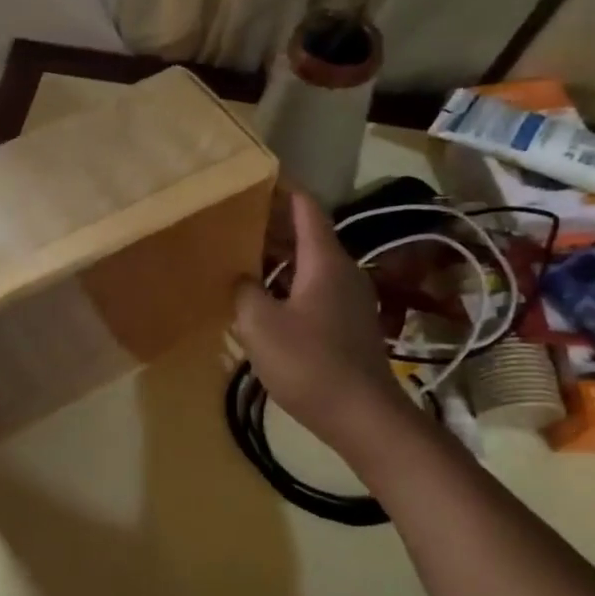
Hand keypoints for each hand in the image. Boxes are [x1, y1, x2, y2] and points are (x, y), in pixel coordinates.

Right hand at [233, 192, 406, 443]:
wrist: (363, 416)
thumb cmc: (310, 364)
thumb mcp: (260, 325)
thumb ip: (244, 291)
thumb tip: (241, 279)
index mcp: (325, 262)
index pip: (305, 208)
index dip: (281, 190)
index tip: (253, 179)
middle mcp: (341, 272)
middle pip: (306, 235)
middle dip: (270, 225)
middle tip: (232, 221)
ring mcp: (347, 300)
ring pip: (308, 265)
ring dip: (276, 258)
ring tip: (238, 257)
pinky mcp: (346, 324)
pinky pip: (312, 290)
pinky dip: (286, 284)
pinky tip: (261, 300)